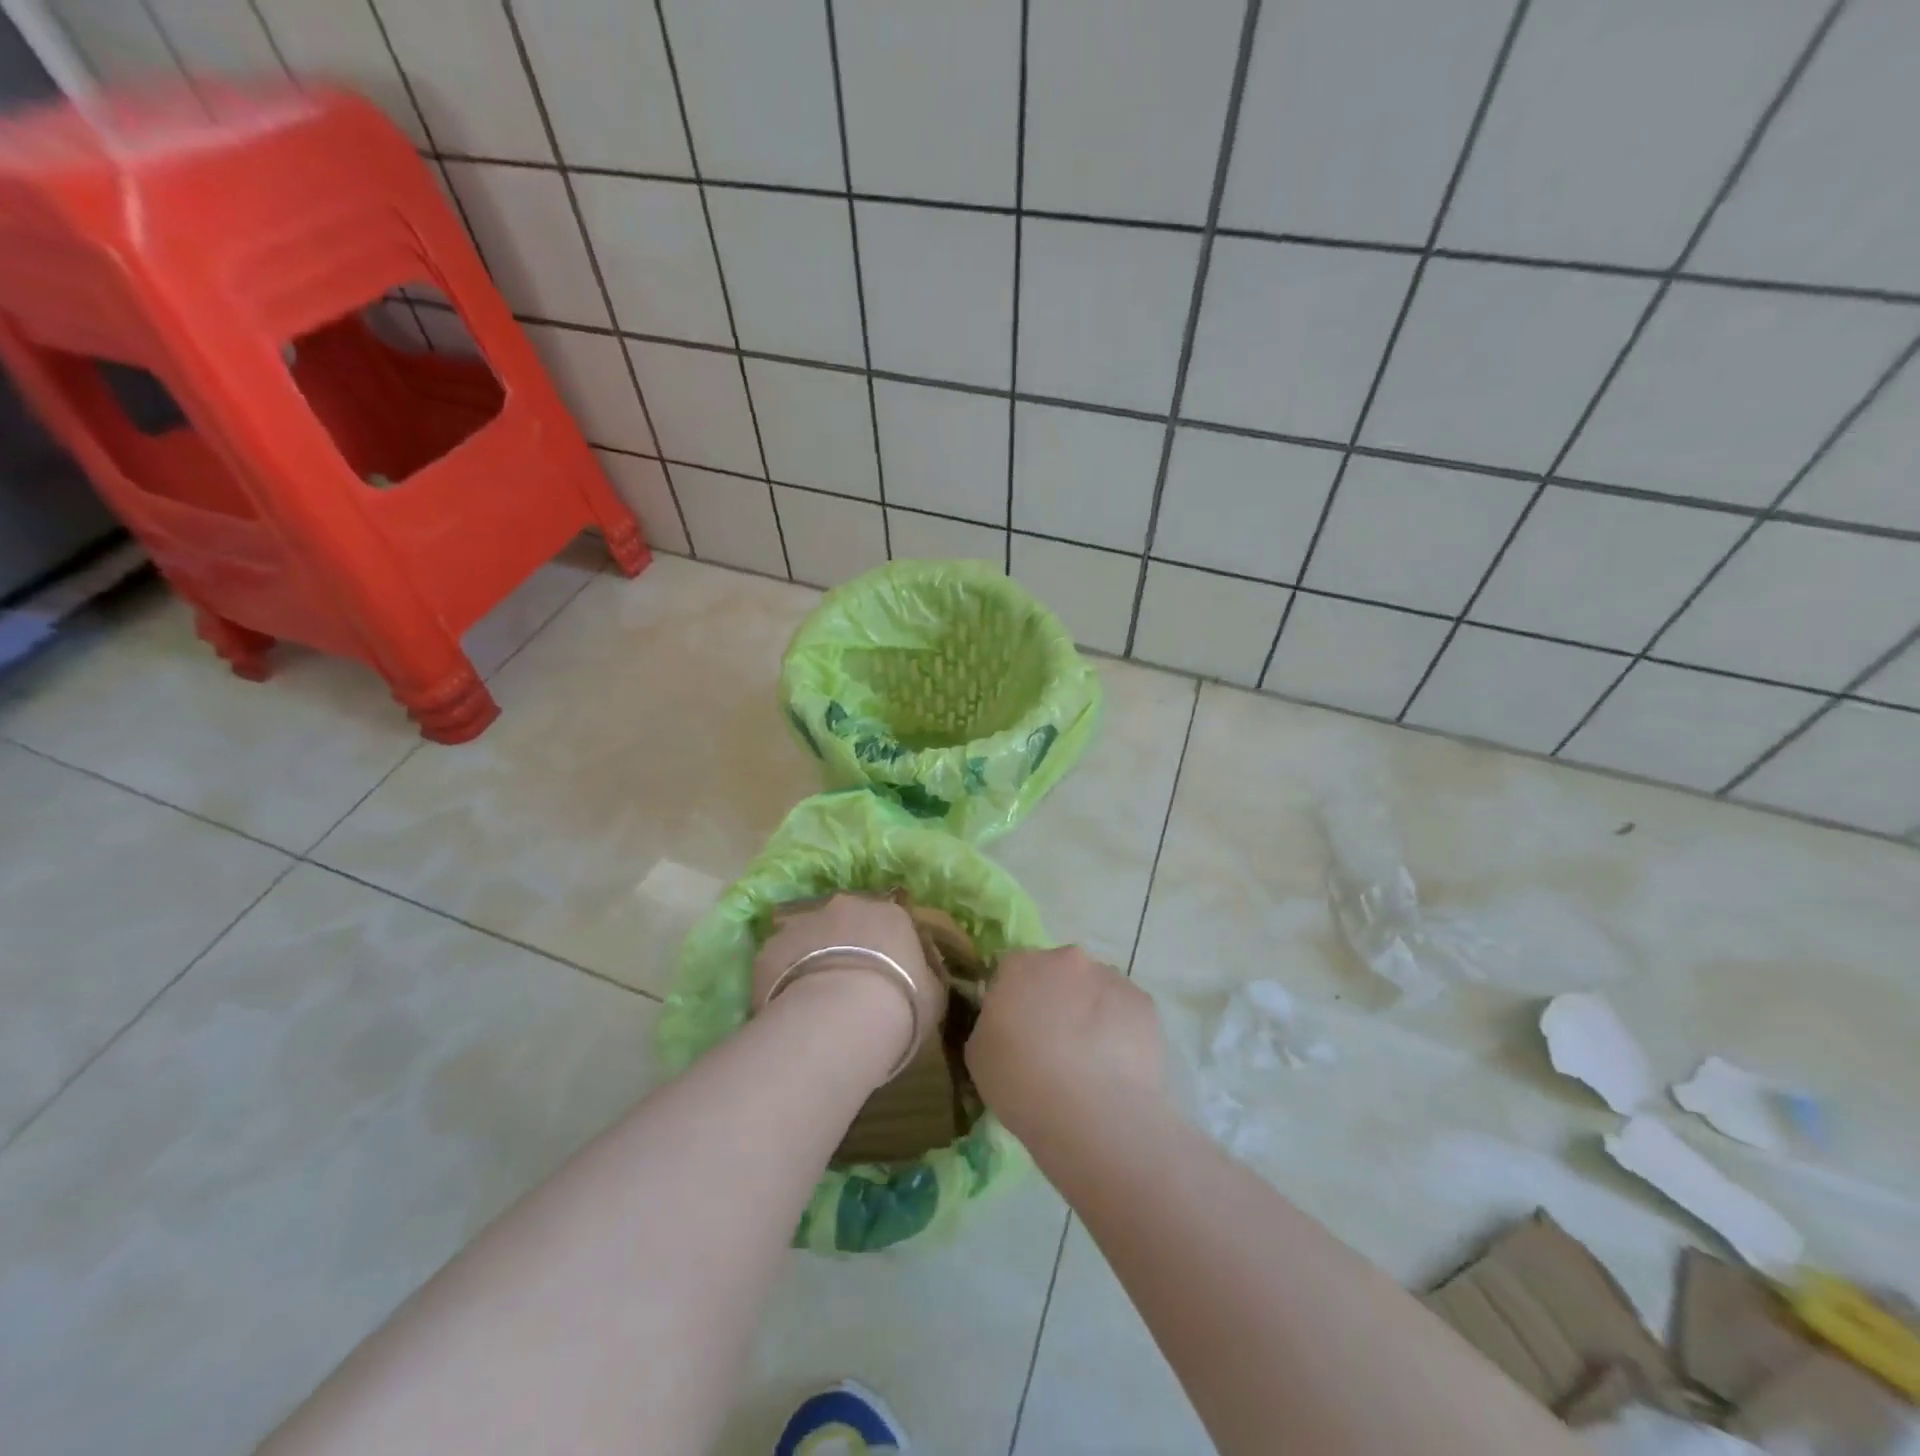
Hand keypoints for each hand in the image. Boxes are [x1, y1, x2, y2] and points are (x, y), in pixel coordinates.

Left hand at [752, 894, 946, 1072]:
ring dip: (812, 956)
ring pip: (809, 935)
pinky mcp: (770, 948)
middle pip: (845, 921)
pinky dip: (783, 977)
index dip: (886, 947)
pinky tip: (789, 1007)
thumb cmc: (901, 1005)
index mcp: (889, 913)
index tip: (885, 974)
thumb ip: (927, 972)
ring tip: (815, 997)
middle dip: (845, 944)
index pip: (890, 921)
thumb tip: (922, 966)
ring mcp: (803, 923)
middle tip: (847, 982)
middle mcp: (845, 907)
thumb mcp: (935, 993)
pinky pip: (779, 960)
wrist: (840, 1020)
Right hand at [966, 946, 1164, 1136]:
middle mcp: (1067, 959)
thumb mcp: (979, 1054)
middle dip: (1056, 998)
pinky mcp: (1144, 1003)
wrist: (1091, 1114)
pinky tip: (1115, 1066)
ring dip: (1090, 1012)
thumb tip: (1008, 1021)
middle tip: (1054, 1044)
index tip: (1016, 1029)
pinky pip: (1125, 1011)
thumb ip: (991, 1022)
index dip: (1014, 998)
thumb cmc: (1021, 1083)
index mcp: (1021, 965)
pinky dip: (1120, 1029)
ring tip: (1090, 1060)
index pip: (1012, 969)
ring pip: (1095, 989)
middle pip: (1058, 972)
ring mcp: (1110, 977)